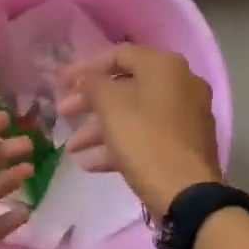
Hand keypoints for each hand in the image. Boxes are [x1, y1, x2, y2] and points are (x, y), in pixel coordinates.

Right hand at [57, 45, 221, 216]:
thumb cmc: (145, 140)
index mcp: (164, 66)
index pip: (118, 54)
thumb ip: (92, 84)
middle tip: (63, 115)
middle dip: (90, 102)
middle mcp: (180, 83)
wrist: (187, 194)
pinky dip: (121, 144)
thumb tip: (86, 78)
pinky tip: (92, 164)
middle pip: (125, 86)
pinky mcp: (186, 143)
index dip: (85, 67)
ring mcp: (186, 114)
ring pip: (135, 114)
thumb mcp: (110, 107)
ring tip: (73, 148)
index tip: (60, 83)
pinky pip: (148, 134)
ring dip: (100, 128)